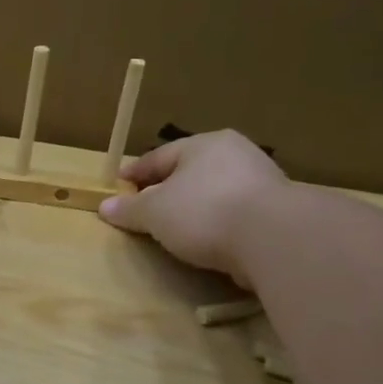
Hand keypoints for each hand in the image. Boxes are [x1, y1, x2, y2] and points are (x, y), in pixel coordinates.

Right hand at [97, 130, 287, 285]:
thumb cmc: (204, 211)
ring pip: (213, 192)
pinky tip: (206, 240)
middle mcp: (235, 154)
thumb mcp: (154, 212)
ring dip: (193, 207)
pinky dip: (216, 223)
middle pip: (189, 172)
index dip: (135, 173)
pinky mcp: (277, 212)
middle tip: (145, 208)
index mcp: (205, 144)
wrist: (275, 238)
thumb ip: (130, 209)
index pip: (159, 156)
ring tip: (174, 228)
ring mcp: (261, 182)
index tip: (118, 186)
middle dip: (166, 189)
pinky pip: (233, 213)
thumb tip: (105, 206)